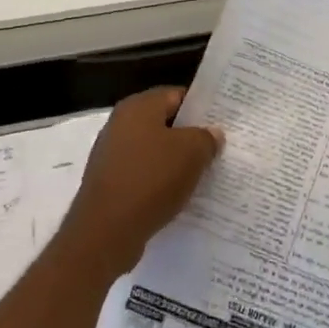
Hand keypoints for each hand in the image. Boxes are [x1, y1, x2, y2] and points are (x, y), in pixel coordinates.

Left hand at [61, 87, 222, 278]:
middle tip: (218, 149)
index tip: (223, 122)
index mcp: (138, 107)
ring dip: (176, 161)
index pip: (177, 95)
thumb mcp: (192, 153)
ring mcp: (111, 154)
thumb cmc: (151, 180)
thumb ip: (206, 137)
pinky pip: (142, 175)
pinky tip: (178, 196)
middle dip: (190, 136)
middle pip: (164, 123)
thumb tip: (212, 133)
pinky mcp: (109, 183)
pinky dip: (160, 182)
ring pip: (154, 151)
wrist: (106, 232)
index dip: (202, 107)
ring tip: (203, 175)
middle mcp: (120, 124)